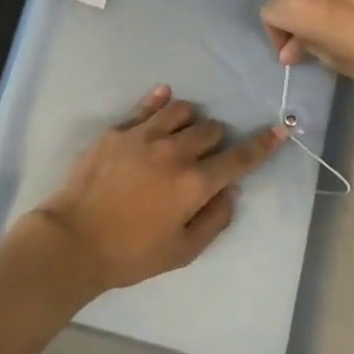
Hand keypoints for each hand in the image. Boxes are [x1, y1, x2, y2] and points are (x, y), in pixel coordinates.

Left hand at [27, 87, 286, 293]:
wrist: (73, 241)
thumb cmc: (130, 254)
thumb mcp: (182, 252)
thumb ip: (214, 220)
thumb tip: (231, 191)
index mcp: (195, 183)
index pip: (240, 157)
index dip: (263, 144)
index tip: (280, 129)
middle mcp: (175, 152)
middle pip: (211, 130)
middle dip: (216, 141)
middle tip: (203, 158)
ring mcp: (145, 136)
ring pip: (183, 110)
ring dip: (191, 121)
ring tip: (181, 135)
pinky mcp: (119, 130)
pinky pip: (148, 106)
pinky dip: (161, 102)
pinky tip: (164, 100)